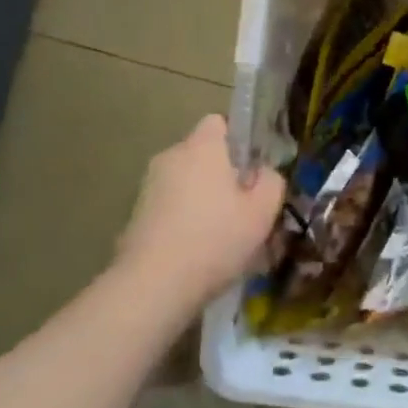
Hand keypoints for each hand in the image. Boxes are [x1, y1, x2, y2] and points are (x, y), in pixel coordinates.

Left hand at [113, 115, 285, 311]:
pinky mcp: (135, 214)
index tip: (253, 169)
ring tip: (222, 234)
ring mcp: (148, 185)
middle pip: (202, 154)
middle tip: (244, 206)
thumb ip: (271, 181)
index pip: (219, 121)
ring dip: (203, 198)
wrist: (153, 285)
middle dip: (222, 173)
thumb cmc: (215, 240)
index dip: (239, 140)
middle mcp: (171, 156)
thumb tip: (264, 172)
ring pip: (186, 181)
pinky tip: (197, 250)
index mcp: (202, 147)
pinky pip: (170, 205)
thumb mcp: (263, 211)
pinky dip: (184, 219)